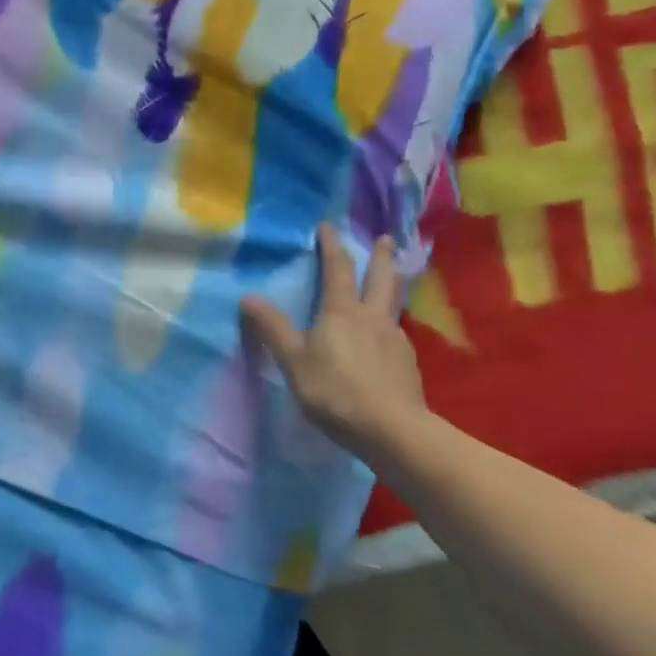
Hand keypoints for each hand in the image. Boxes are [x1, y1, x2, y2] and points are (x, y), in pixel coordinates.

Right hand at [242, 224, 433, 456]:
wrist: (392, 429)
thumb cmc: (336, 390)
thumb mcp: (294, 361)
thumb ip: (273, 329)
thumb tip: (248, 296)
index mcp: (342, 311)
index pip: (337, 269)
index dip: (331, 246)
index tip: (328, 226)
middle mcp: (372, 317)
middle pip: (381, 279)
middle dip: (381, 257)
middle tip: (387, 238)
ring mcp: (395, 340)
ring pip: (394, 304)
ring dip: (393, 285)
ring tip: (393, 279)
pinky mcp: (407, 364)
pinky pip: (397, 333)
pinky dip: (391, 323)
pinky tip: (387, 336)